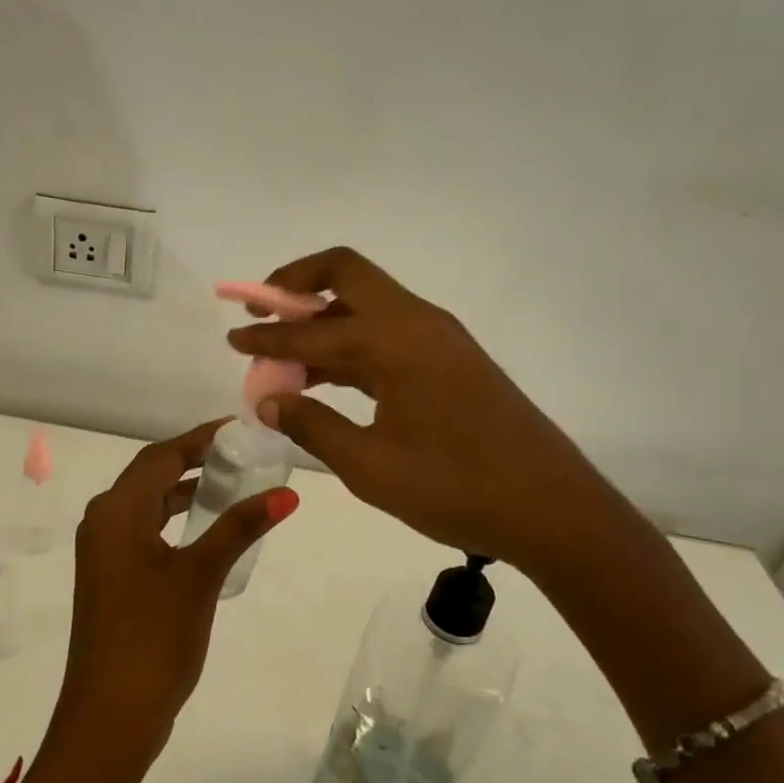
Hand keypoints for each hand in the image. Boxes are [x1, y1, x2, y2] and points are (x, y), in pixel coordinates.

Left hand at [25, 421, 298, 782]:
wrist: (110, 715)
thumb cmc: (153, 637)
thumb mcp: (200, 575)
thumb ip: (239, 527)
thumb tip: (286, 492)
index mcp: (116, 511)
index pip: (161, 456)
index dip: (200, 438)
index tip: (241, 428)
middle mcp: (102, 522)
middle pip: (151, 475)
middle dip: (194, 461)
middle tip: (244, 454)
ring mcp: (103, 553)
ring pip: (148, 505)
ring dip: (185, 492)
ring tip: (233, 485)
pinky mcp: (111, 578)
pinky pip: (145, 531)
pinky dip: (175, 521)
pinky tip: (207, 530)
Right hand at [226, 247, 631, 580]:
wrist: (551, 508)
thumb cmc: (456, 488)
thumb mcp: (371, 466)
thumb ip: (312, 426)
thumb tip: (267, 399)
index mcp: (396, 340)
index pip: (313, 329)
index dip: (266, 337)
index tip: (233, 341)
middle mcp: (418, 322)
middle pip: (347, 275)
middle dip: (297, 285)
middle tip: (261, 311)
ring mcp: (438, 339)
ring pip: (367, 307)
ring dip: (322, 321)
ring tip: (281, 355)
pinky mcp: (450, 361)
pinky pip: (387, 335)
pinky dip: (350, 345)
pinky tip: (324, 377)